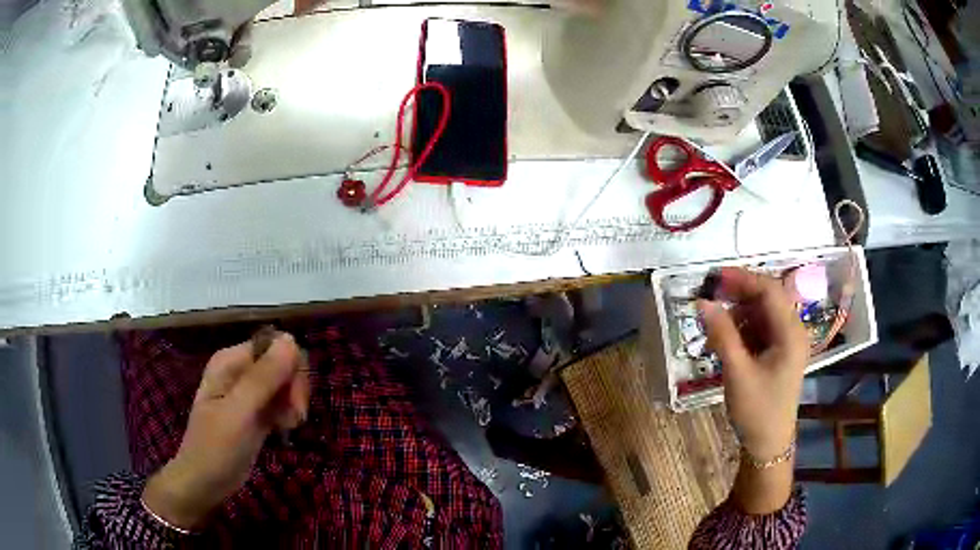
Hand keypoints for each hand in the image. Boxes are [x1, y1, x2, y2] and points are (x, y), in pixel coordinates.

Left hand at [142, 332, 309, 529]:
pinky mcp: (255, 411)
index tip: (295, 401)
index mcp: (230, 361)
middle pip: (283, 362)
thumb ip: (264, 378)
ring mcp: (247, 391)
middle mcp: (239, 369)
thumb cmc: (216, 448)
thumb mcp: (239, 413)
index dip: (292, 368)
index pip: (275, 345)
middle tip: (296, 418)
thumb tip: (291, 340)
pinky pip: (281, 400)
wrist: (204, 483)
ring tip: (288, 426)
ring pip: (285, 383)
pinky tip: (284, 430)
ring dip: (293, 403)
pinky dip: (288, 413)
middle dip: (295, 388)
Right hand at [698, 268, 808, 459]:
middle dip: (738, 295)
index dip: (743, 279)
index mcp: (791, 333)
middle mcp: (793, 331)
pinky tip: (725, 341)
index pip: (770, 291)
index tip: (714, 278)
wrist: (768, 444)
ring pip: (761, 313)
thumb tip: (702, 302)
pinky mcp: (778, 352)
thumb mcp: (737, 373)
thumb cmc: (757, 410)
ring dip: (738, 314)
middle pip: (767, 299)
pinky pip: (760, 329)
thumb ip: (722, 335)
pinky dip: (742, 329)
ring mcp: (787, 342)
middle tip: (709, 296)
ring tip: (714, 326)